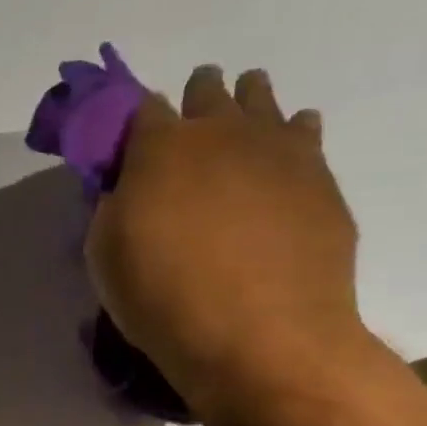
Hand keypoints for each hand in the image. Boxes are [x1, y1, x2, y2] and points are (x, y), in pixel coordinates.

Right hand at [86, 66, 366, 410]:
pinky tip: (287, 147)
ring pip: (262, 100)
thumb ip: (113, 206)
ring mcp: (278, 150)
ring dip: (248, 101)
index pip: (143, 109)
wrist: (259, 334)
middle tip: (190, 120)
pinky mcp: (320, 177)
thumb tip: (126, 187)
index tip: (134, 138)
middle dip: (196, 96)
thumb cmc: (162, 294)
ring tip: (242, 116)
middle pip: (208, 91)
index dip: (137, 119)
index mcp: (160, 147)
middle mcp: (220, 133)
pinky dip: (292, 133)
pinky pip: (305, 133)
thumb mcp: (105, 252)